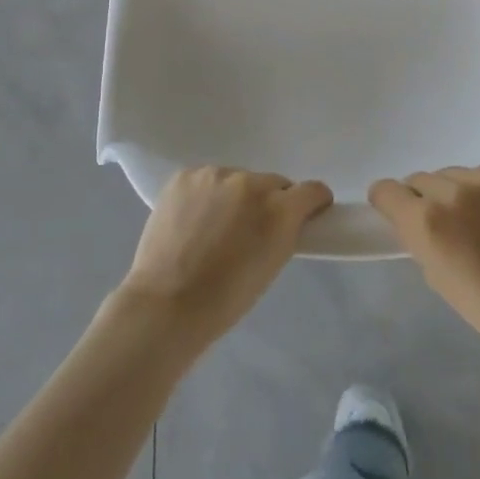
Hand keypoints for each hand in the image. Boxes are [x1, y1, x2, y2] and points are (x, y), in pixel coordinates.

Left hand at [115, 166, 332, 350]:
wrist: (166, 304)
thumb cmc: (226, 298)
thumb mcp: (272, 265)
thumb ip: (285, 231)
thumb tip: (286, 218)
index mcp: (279, 209)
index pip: (312, 190)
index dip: (312, 203)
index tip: (305, 215)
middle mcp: (250, 183)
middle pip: (273, 183)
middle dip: (269, 202)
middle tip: (250, 230)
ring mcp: (215, 175)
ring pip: (238, 180)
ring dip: (235, 197)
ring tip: (214, 227)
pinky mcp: (185, 175)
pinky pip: (207, 180)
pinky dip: (206, 195)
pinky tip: (193, 219)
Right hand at [369, 166, 479, 357]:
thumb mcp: (434, 275)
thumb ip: (417, 238)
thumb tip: (413, 218)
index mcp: (426, 220)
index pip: (386, 189)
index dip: (388, 202)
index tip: (397, 213)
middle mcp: (451, 192)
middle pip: (420, 179)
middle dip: (424, 198)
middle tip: (443, 223)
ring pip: (452, 174)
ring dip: (454, 191)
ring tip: (475, 217)